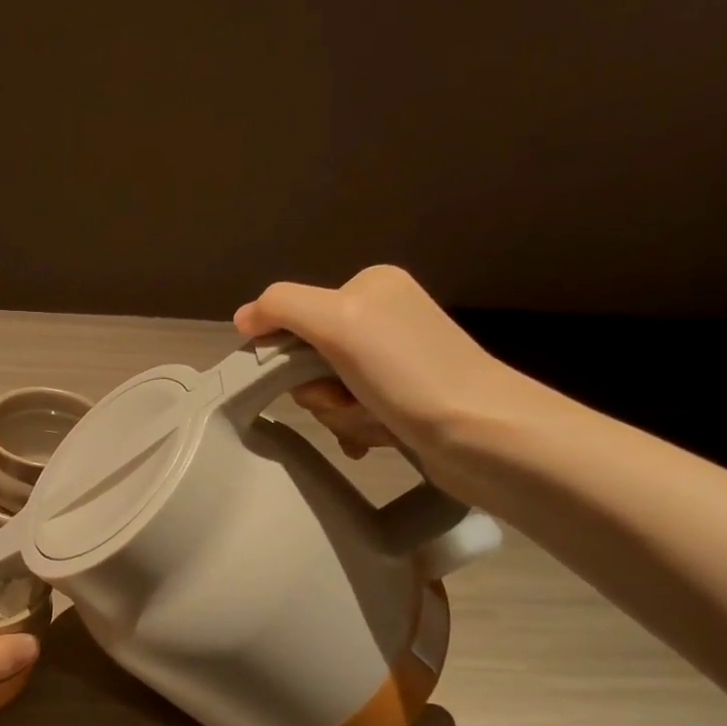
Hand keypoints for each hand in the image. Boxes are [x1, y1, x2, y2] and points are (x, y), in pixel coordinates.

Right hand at [233, 266, 529, 483]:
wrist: (484, 434)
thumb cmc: (406, 371)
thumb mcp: (336, 320)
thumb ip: (281, 307)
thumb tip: (243, 318)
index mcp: (370, 286)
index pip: (295, 316)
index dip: (288, 354)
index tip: (309, 377)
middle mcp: (385, 317)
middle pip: (310, 357)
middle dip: (320, 390)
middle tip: (345, 400)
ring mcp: (397, 361)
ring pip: (329, 390)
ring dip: (340, 413)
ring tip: (372, 422)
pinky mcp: (407, 400)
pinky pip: (354, 412)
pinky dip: (357, 428)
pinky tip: (373, 439)